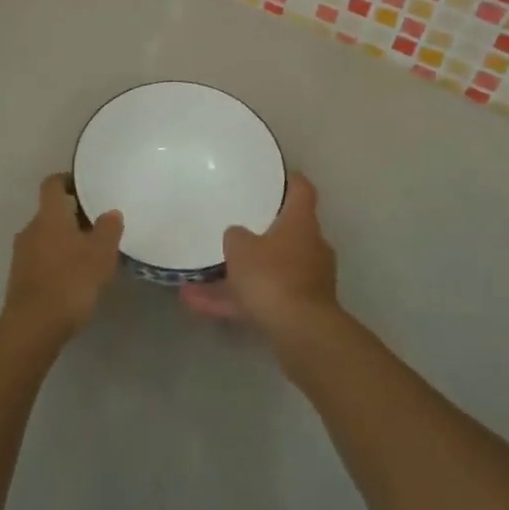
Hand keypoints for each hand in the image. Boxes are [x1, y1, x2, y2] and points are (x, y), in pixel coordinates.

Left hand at [1, 174, 123, 346]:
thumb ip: (108, 229)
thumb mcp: (100, 254)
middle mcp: (31, 229)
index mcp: (49, 215)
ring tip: (89, 256)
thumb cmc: (70, 281)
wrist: (33, 328)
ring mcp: (21, 255)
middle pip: (50, 212)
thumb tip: (110, 213)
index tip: (85, 187)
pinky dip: (56, 263)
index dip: (67, 180)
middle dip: (72, 217)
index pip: (52, 184)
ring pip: (45, 237)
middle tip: (97, 227)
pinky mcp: (19, 280)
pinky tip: (73, 280)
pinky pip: (40, 260)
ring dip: (64, 242)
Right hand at [179, 174, 337, 343]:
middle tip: (235, 231)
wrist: (301, 332)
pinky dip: (236, 302)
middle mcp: (310, 247)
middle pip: (287, 233)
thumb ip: (236, 236)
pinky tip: (197, 305)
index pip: (302, 190)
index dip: (289, 181)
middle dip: (261, 235)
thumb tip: (237, 235)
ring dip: (238, 276)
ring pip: (269, 271)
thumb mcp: (241, 248)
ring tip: (197, 280)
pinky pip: (263, 299)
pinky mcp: (299, 311)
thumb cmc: (273, 275)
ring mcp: (308, 281)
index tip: (275, 176)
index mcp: (301, 222)